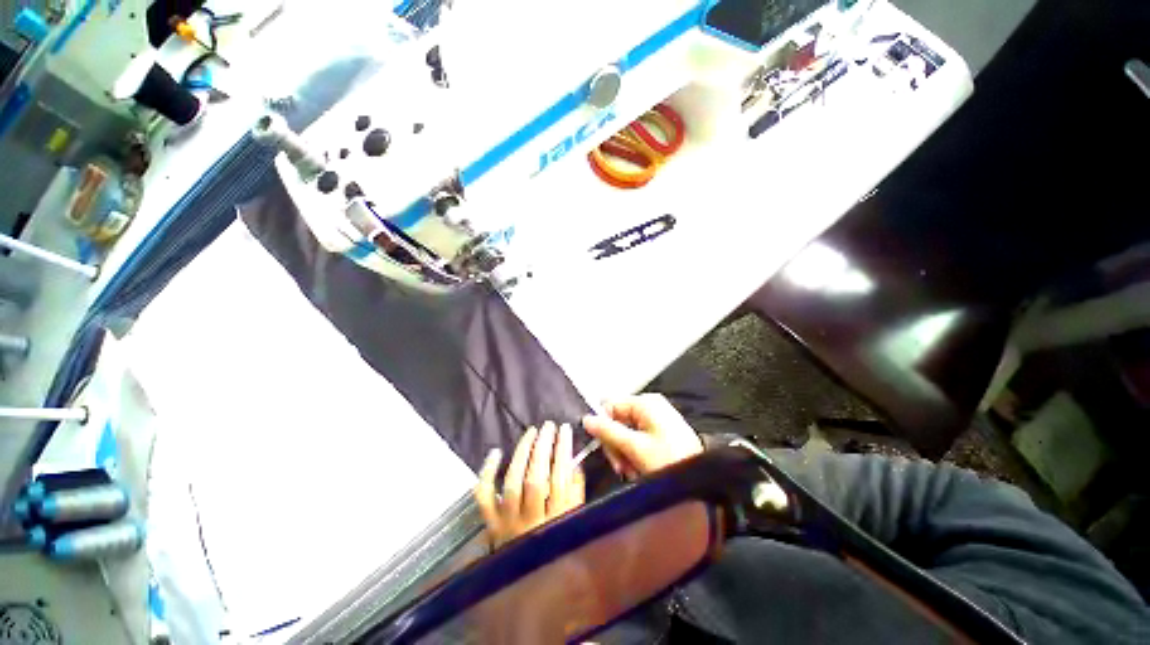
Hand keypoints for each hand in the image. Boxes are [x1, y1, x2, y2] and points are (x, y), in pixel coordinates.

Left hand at [474, 422, 585, 548]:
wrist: (529, 588)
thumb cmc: (558, 548)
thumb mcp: (575, 521)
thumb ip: (577, 493)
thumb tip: (574, 463)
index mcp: (558, 522)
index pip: (561, 479)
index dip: (563, 451)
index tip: (565, 429)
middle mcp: (532, 522)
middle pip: (535, 479)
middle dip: (543, 447)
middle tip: (548, 426)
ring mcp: (509, 522)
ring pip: (512, 482)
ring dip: (522, 453)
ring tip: (531, 432)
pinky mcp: (492, 523)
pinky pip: (485, 497)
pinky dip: (486, 474)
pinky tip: (495, 452)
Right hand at [582, 394, 703, 478]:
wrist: (703, 479)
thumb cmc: (668, 460)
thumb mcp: (635, 447)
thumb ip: (608, 431)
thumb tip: (586, 419)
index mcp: (644, 403)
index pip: (610, 406)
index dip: (604, 427)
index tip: (606, 451)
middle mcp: (649, 406)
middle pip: (617, 420)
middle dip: (616, 444)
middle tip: (621, 466)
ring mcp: (656, 419)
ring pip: (626, 432)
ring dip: (624, 453)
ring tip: (632, 471)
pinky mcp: (661, 432)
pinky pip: (638, 439)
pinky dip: (635, 454)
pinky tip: (640, 468)